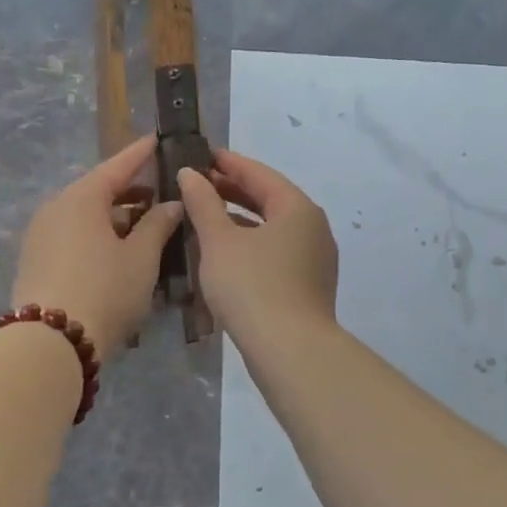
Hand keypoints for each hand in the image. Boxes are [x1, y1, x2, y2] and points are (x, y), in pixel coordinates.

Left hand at [13, 135, 183, 355]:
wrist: (49, 343)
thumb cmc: (104, 291)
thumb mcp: (140, 258)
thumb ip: (158, 225)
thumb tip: (171, 204)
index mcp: (80, 198)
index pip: (117, 166)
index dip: (140, 154)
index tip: (157, 139)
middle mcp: (55, 208)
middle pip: (97, 191)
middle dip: (130, 192)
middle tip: (161, 194)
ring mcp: (40, 235)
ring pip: (84, 216)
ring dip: (114, 218)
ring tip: (145, 227)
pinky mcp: (35, 261)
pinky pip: (72, 236)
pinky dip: (96, 236)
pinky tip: (117, 252)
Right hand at [178, 150, 336, 345]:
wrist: (289, 351)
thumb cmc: (251, 286)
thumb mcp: (218, 241)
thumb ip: (203, 203)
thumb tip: (191, 174)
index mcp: (297, 208)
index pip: (259, 174)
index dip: (228, 163)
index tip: (201, 155)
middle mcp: (313, 227)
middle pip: (269, 199)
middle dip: (233, 191)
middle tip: (198, 184)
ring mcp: (315, 258)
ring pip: (272, 228)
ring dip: (239, 219)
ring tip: (205, 217)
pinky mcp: (308, 285)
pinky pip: (276, 251)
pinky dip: (250, 244)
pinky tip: (224, 253)